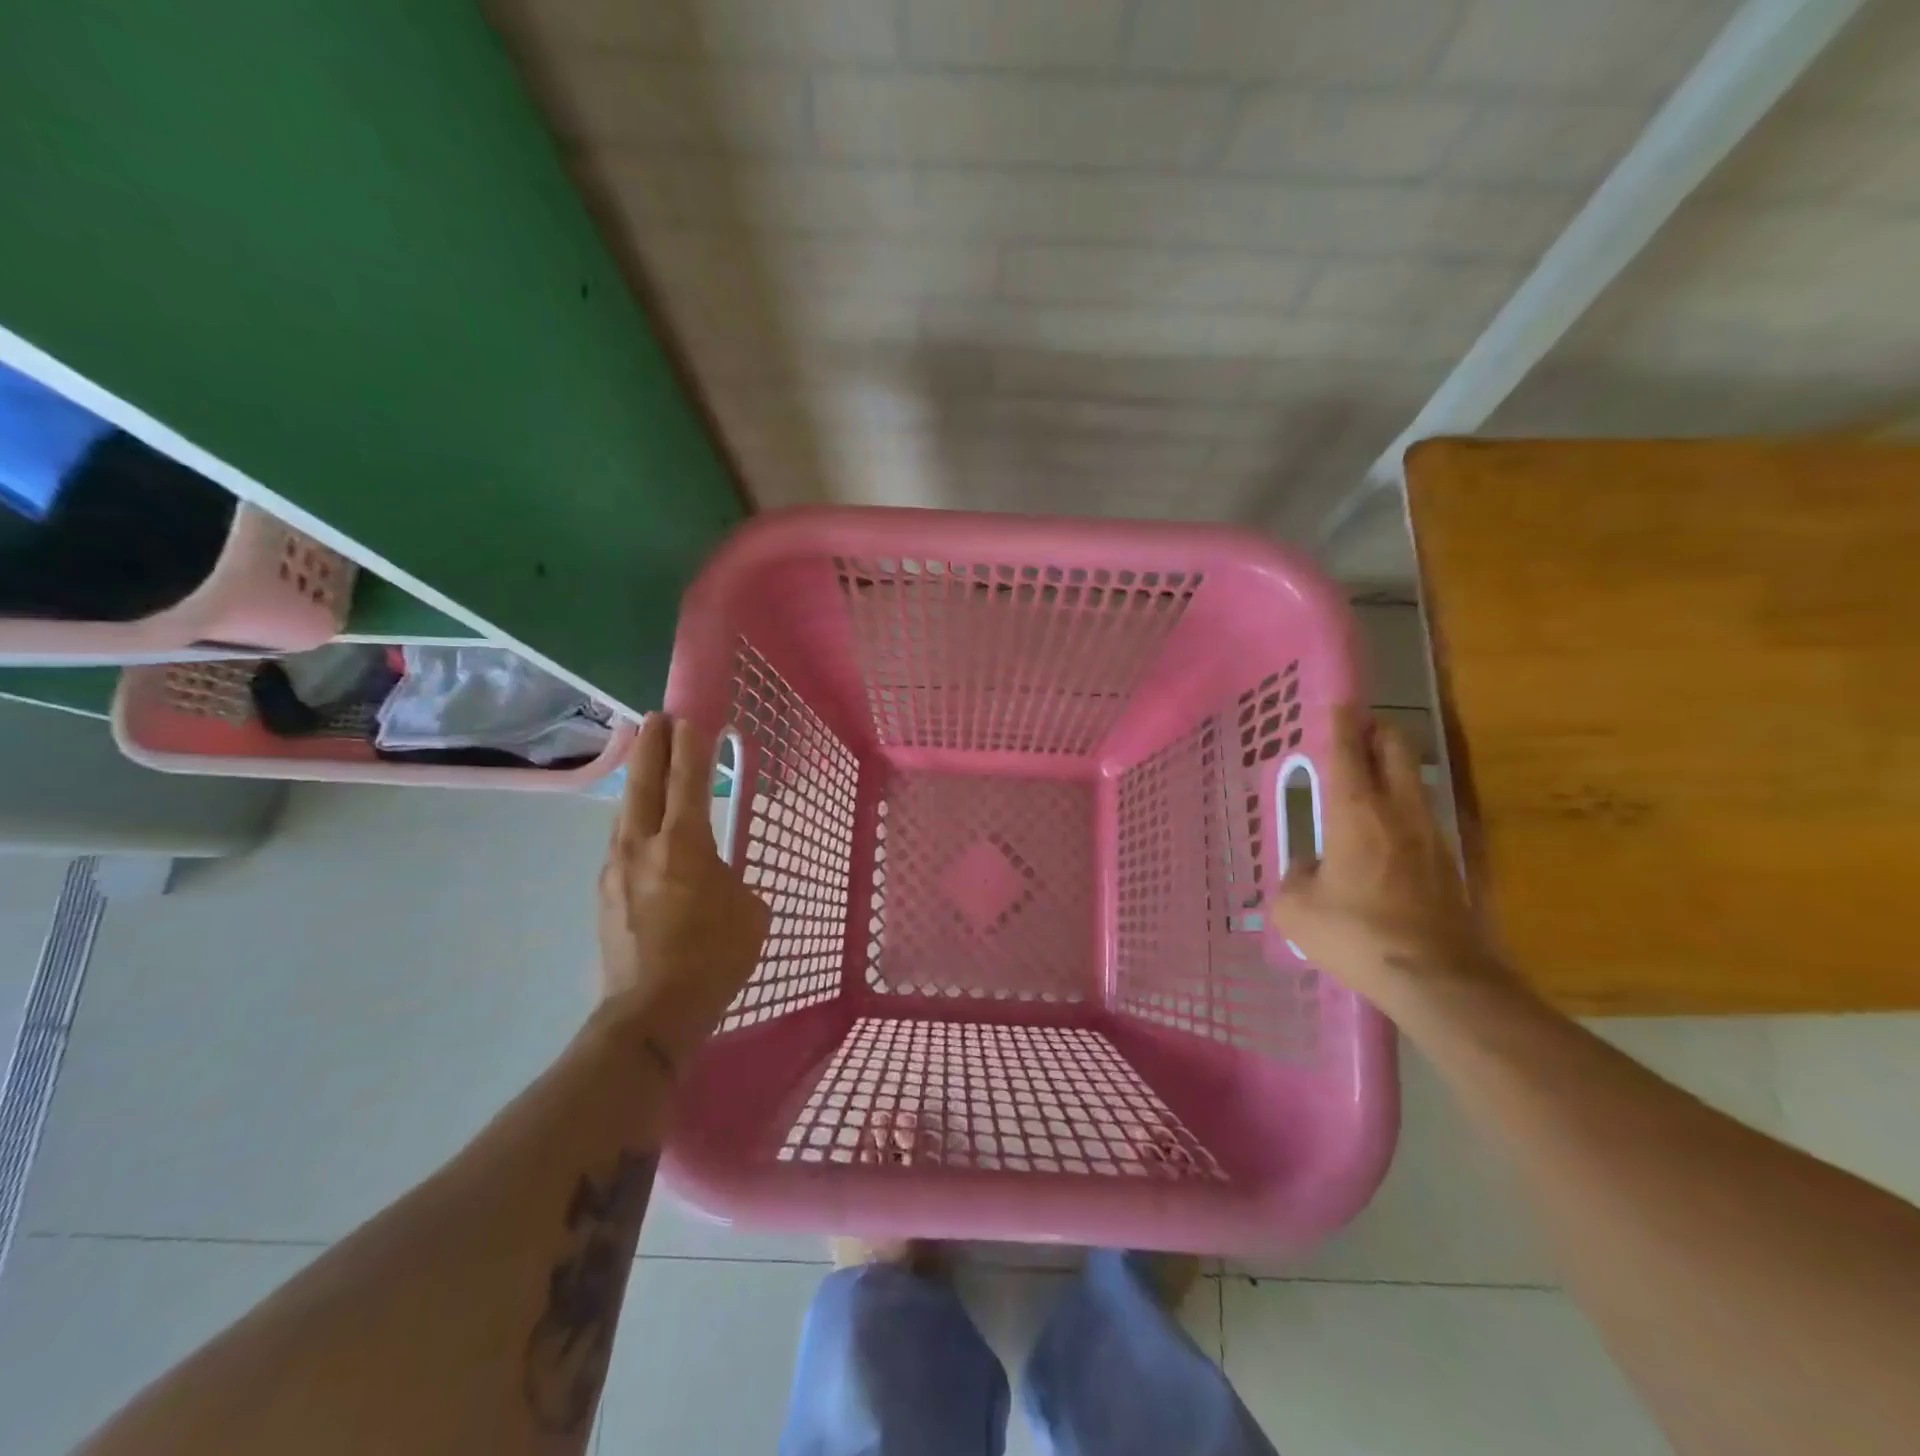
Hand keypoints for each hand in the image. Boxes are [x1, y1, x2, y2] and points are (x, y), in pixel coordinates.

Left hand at [596, 714, 770, 1061]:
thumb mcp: (749, 913)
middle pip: (644, 782)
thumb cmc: (713, 958)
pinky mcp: (603, 893)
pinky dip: (632, 820)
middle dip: (652, 745)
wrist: (651, 1012)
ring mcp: (615, 868)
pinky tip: (639, 826)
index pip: (688, 780)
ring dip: (636, 780)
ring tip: (644, 761)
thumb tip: (714, 877)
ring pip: (625, 811)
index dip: (691, 745)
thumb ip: (732, 880)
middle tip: (657, 717)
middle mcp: (642, 845)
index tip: (691, 717)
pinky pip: (619, 842)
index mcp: (683, 844)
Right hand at [1267, 705, 1505, 1012]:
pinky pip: (1421, 816)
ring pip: (1414, 780)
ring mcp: (1432, 835)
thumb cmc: (1357, 935)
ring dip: (1393, 769)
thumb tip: (1308, 869)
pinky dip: (1402, 808)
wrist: (1439, 980)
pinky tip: (1385, 834)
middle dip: (1377, 730)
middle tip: (1355, 730)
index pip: (1348, 748)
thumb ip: (1294, 878)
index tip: (1335, 703)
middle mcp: (1399, 811)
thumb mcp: (1298, 910)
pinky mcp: (1450, 863)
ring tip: (1367, 779)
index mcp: (1356, 811)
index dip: (1340, 720)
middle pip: (1396, 748)